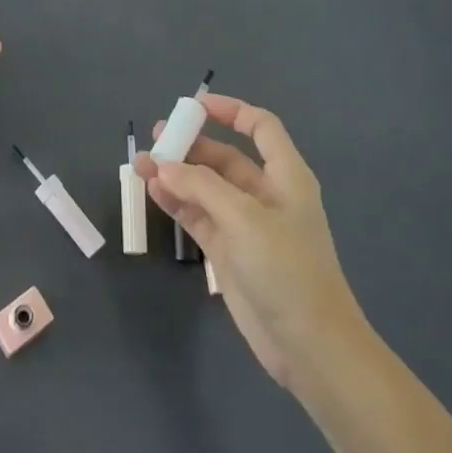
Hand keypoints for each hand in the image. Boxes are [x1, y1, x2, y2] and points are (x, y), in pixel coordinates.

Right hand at [137, 94, 363, 388]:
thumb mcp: (244, 219)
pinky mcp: (229, 252)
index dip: (231, 111)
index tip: (195, 105)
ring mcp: (245, 224)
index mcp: (285, 176)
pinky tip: (153, 191)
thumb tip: (163, 165)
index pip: (260, 127)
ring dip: (176, 174)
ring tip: (141, 164)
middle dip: (191, 145)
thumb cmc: (287, 269)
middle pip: (225, 156)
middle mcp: (265, 194)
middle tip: (157, 137)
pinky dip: (177, 202)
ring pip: (205, 187)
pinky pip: (198, 215)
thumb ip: (201, 187)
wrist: (310, 347)